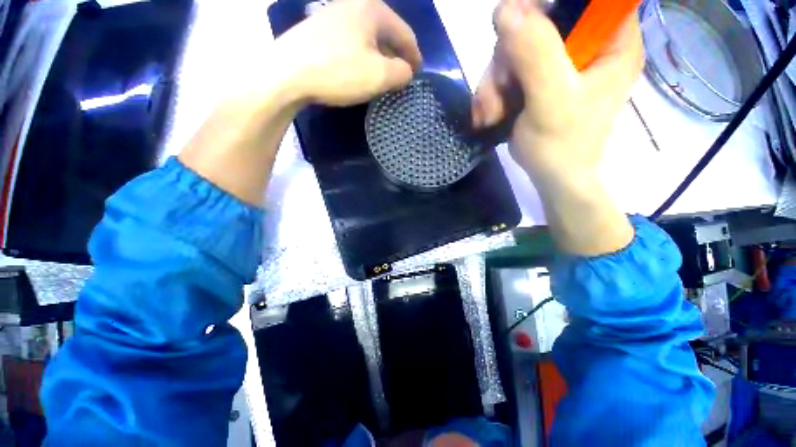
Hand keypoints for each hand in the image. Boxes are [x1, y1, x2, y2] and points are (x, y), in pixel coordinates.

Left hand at [180, 0, 420, 205]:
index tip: (418, 73)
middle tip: (401, 75)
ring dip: (378, 56)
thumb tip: (406, 71)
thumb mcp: (379, 76)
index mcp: (372, 11)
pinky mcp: (318, 30)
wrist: (286, 73)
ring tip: (381, 75)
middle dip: (396, 54)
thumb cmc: (338, 72)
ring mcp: (332, 16)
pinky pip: (350, 43)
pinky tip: (357, 70)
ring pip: (366, 37)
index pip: (404, 32)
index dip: (414, 55)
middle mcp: (353, 6)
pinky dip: (360, 56)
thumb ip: (401, 72)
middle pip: (385, 32)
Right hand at [472, 0, 642, 185]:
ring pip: (515, 49)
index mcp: (610, 41)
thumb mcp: (551, 100)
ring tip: (490, 114)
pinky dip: (493, 93)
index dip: (547, 6)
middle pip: (538, 21)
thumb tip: (505, 9)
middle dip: (507, 58)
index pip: (583, 0)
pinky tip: (489, 115)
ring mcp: (558, 62)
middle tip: (497, 93)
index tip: (519, 30)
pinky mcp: (538, 79)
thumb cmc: (561, 146)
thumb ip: (535, 53)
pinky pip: (508, 71)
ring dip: (494, 83)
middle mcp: (585, 44)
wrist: (552, 177)